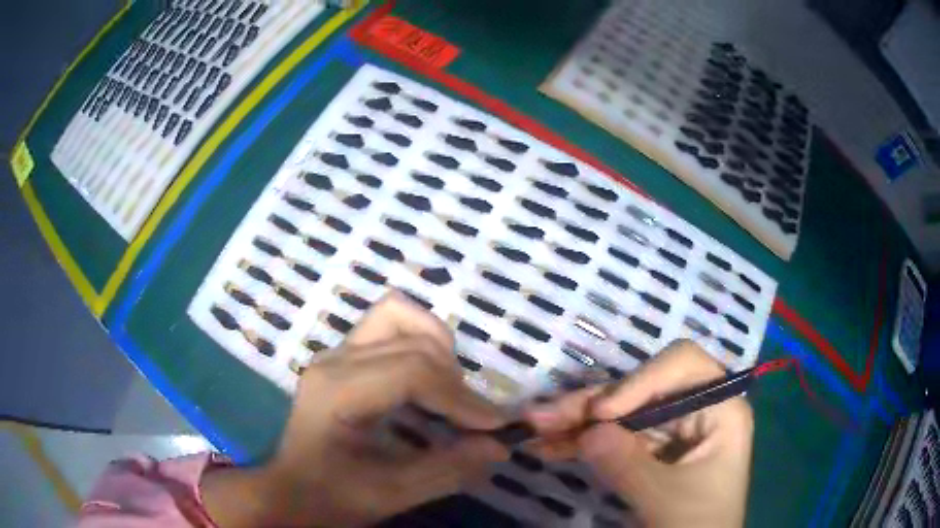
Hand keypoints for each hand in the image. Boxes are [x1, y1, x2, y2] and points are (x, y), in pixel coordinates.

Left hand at [202, 293, 509, 526]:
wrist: (291, 489)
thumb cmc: (332, 495)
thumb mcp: (390, 494)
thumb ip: (447, 470)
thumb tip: (499, 445)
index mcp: (337, 392)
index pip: (411, 371)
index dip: (460, 398)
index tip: (494, 427)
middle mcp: (335, 360)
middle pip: (412, 342)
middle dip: (455, 380)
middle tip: (473, 420)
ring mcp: (337, 352)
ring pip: (398, 315)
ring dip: (436, 347)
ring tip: (449, 391)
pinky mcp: (344, 356)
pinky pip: (390, 325)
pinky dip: (420, 342)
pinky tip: (428, 380)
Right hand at [525, 341, 752, 527]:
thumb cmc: (699, 524)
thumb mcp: (665, 498)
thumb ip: (628, 465)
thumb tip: (588, 432)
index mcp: (720, 408)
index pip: (681, 366)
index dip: (640, 380)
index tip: (601, 414)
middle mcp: (696, 408)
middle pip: (642, 388)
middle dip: (592, 403)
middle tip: (543, 416)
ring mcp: (671, 428)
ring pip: (621, 411)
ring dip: (578, 420)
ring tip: (535, 428)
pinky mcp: (651, 448)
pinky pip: (614, 436)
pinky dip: (582, 440)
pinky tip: (550, 446)